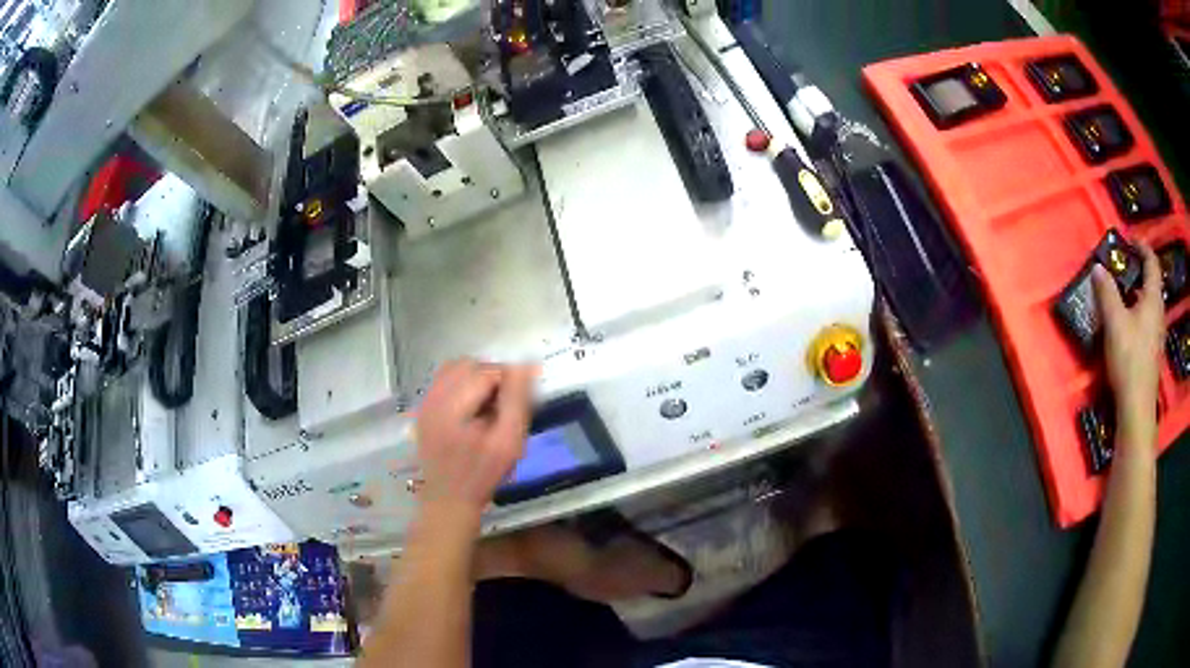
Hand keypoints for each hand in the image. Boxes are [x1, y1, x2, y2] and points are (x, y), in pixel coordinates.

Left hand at [414, 360, 536, 520]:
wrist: (449, 499)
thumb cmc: (483, 474)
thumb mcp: (509, 442)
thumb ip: (517, 401)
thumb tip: (525, 365)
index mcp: (452, 408)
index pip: (486, 371)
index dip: (508, 381)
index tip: (517, 404)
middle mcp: (433, 398)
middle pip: (468, 365)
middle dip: (492, 377)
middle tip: (504, 405)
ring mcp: (425, 402)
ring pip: (455, 369)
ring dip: (477, 378)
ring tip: (489, 405)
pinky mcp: (424, 408)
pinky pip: (444, 380)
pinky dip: (463, 385)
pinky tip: (473, 408)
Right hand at [1093, 242, 1164, 454]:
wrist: (1137, 407)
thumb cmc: (1129, 359)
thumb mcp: (1114, 322)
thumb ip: (1106, 292)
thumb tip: (1099, 267)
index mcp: (1153, 299)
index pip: (1151, 262)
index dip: (1141, 247)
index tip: (1128, 241)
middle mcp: (1158, 312)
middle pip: (1151, 283)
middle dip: (1137, 271)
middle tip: (1121, 268)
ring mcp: (1157, 334)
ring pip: (1149, 303)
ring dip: (1136, 293)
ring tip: (1120, 294)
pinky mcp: (1152, 351)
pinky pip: (1147, 320)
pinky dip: (1137, 311)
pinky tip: (1126, 323)